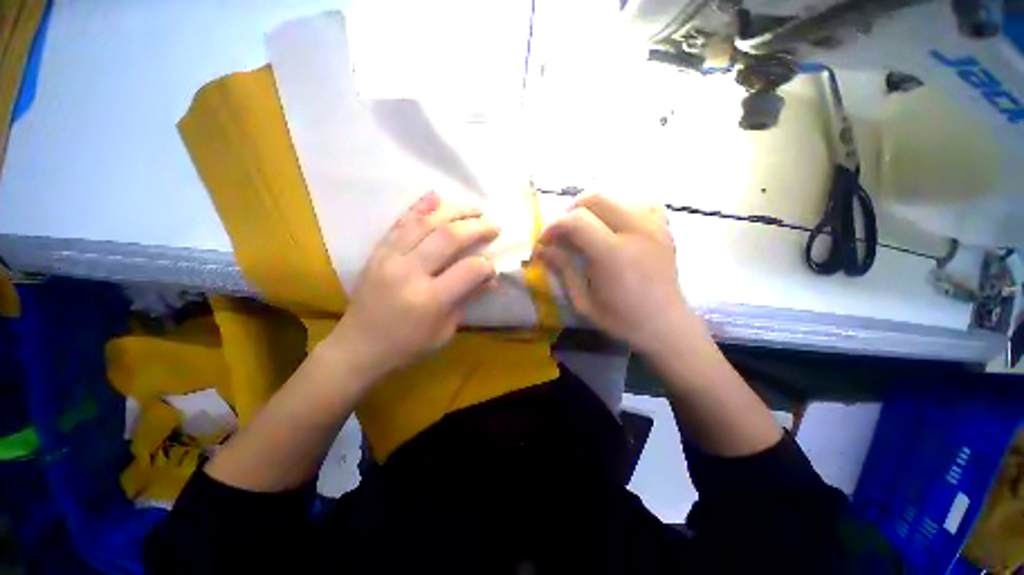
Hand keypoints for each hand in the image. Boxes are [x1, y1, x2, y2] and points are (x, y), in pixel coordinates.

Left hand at [326, 192, 498, 380]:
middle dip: (476, 228)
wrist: (358, 347)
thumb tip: (491, 278)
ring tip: (473, 208)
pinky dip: (419, 207)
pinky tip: (435, 195)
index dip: (486, 265)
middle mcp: (409, 272)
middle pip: (449, 238)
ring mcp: (389, 258)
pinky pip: (400, 223)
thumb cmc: (406, 345)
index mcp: (429, 299)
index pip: (468, 270)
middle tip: (493, 225)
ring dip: (453, 211)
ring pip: (425, 223)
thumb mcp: (445, 331)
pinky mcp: (378, 252)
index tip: (492, 266)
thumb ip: (467, 299)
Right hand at [536, 194, 696, 354]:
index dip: (554, 226)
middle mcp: (636, 231)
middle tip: (563, 233)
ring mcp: (654, 225)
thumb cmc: (622, 319)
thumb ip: (563, 270)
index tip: (545, 241)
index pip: (576, 220)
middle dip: (571, 211)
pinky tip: (614, 227)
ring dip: (593, 209)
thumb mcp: (583, 301)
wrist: (666, 325)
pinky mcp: (664, 227)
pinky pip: (637, 203)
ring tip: (586, 230)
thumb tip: (543, 249)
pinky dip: (619, 209)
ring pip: (616, 196)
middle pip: (595, 197)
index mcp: (613, 254)